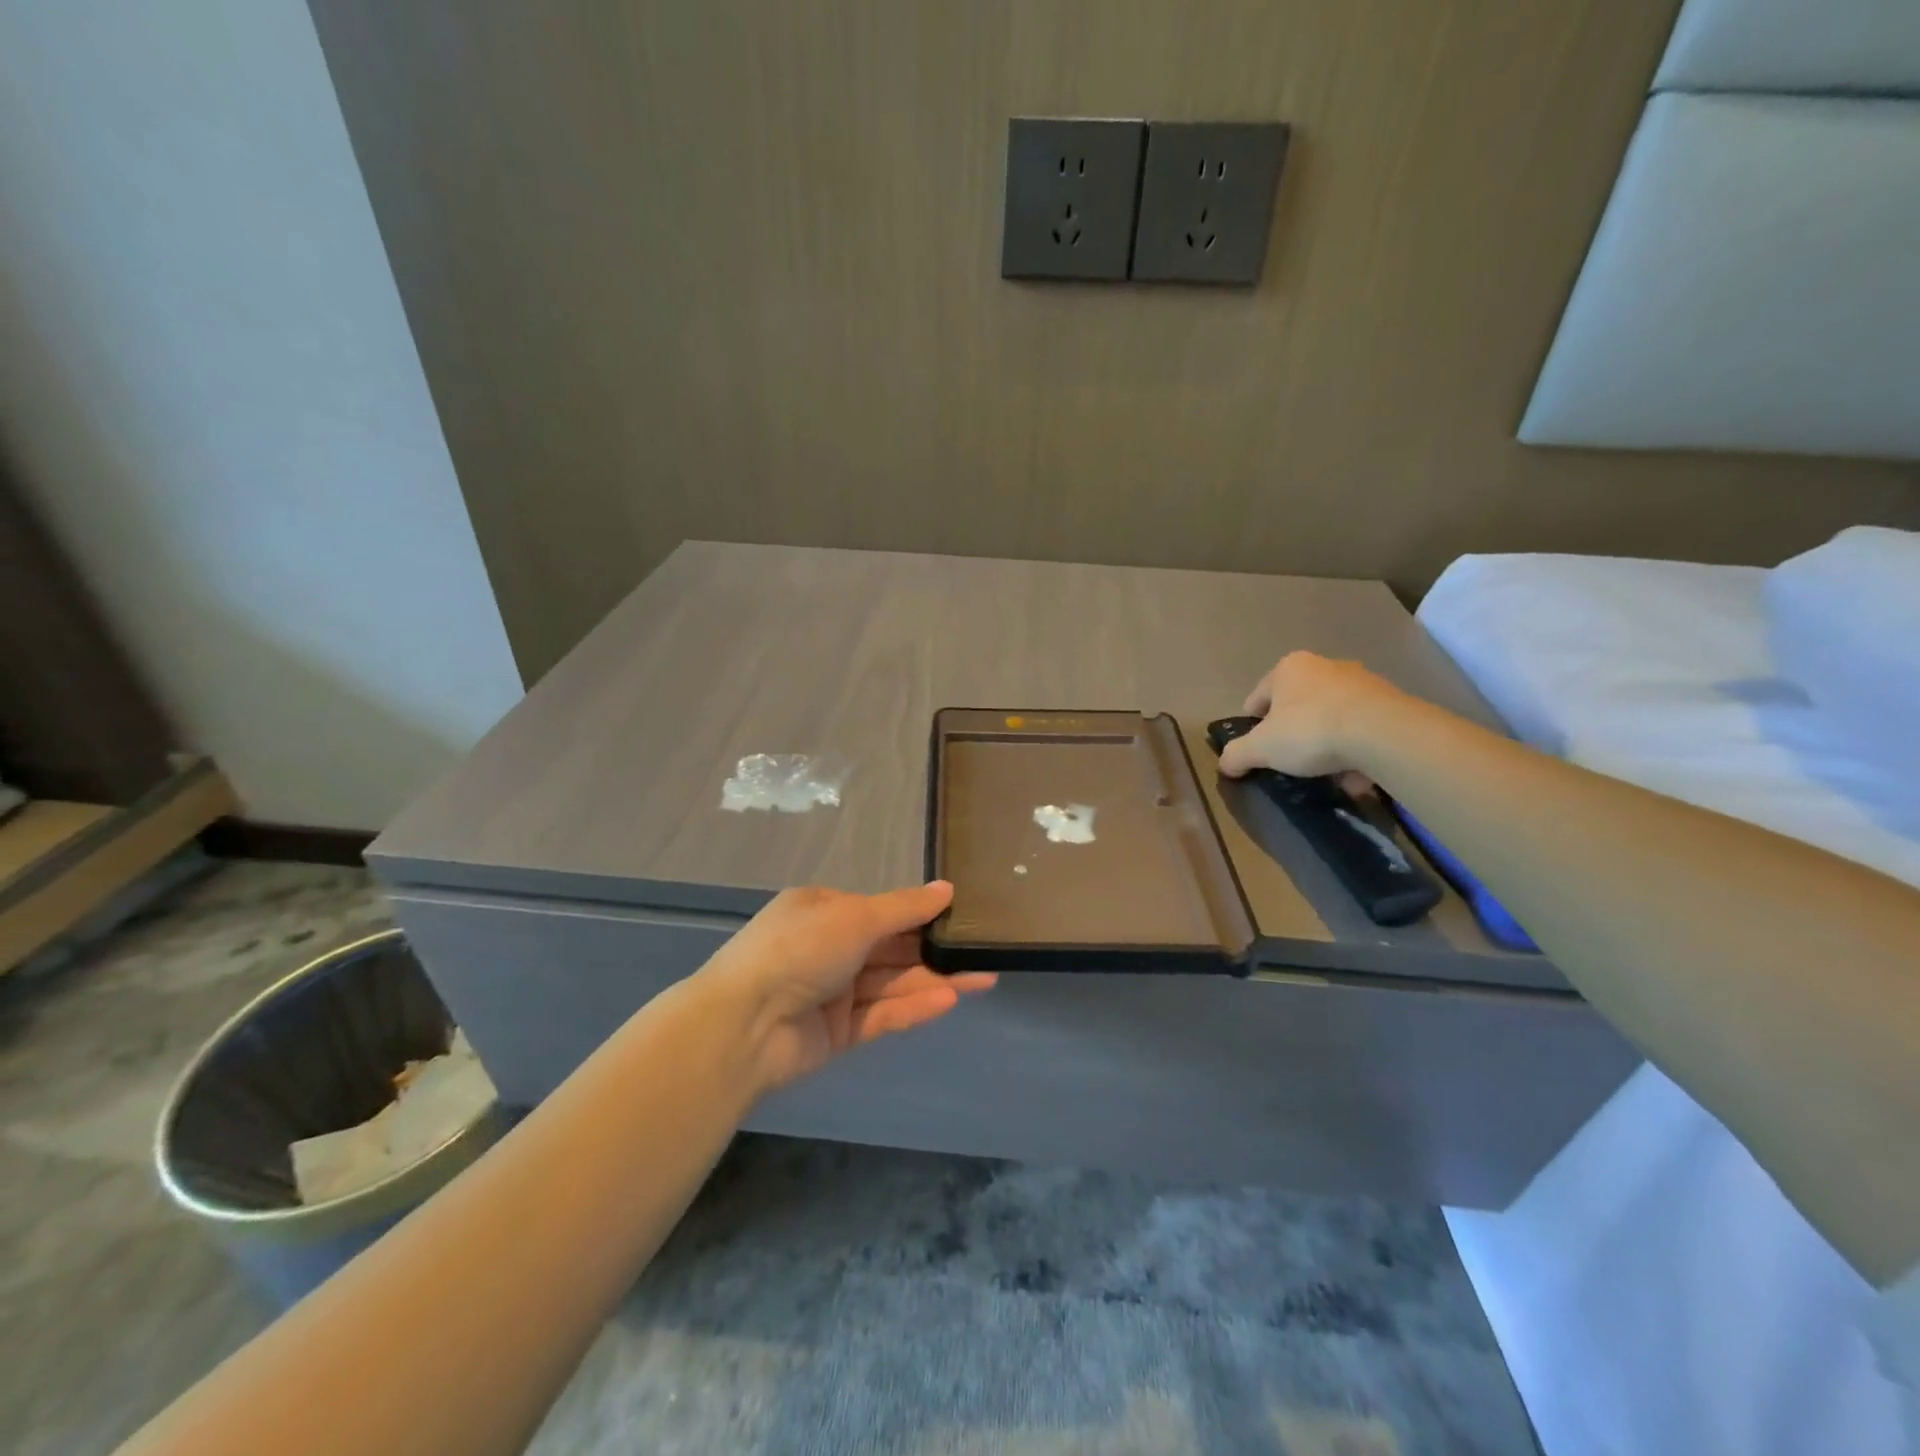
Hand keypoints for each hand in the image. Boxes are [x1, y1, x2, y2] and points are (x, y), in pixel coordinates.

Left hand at [695, 881, 995, 1093]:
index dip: (922, 913)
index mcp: (824, 911)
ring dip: (935, 980)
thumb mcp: (854, 917)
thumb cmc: (799, 950)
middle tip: (984, 953)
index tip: (961, 916)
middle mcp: (829, 948)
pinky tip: (949, 1000)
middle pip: (892, 948)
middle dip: (936, 951)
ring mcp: (834, 992)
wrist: (743, 1025)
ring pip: (893, 983)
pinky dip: (913, 1008)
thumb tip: (947, 889)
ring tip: (983, 978)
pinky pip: (882, 1015)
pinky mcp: (839, 1032)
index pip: (882, 910)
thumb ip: (905, 908)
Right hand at [1217, 651, 1405, 779]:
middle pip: (1297, 705)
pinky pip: (1360, 728)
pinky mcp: (1390, 701)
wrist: (1382, 733)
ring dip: (1325, 742)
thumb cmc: (1309, 730)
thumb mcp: (1261, 748)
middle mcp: (1324, 666)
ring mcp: (1361, 681)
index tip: (1256, 749)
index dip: (1252, 725)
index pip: (1258, 697)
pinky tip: (1354, 774)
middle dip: (1292, 732)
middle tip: (1289, 760)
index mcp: (1288, 668)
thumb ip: (1237, 754)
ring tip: (1324, 772)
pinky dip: (1354, 748)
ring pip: (1330, 717)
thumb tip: (1225, 764)